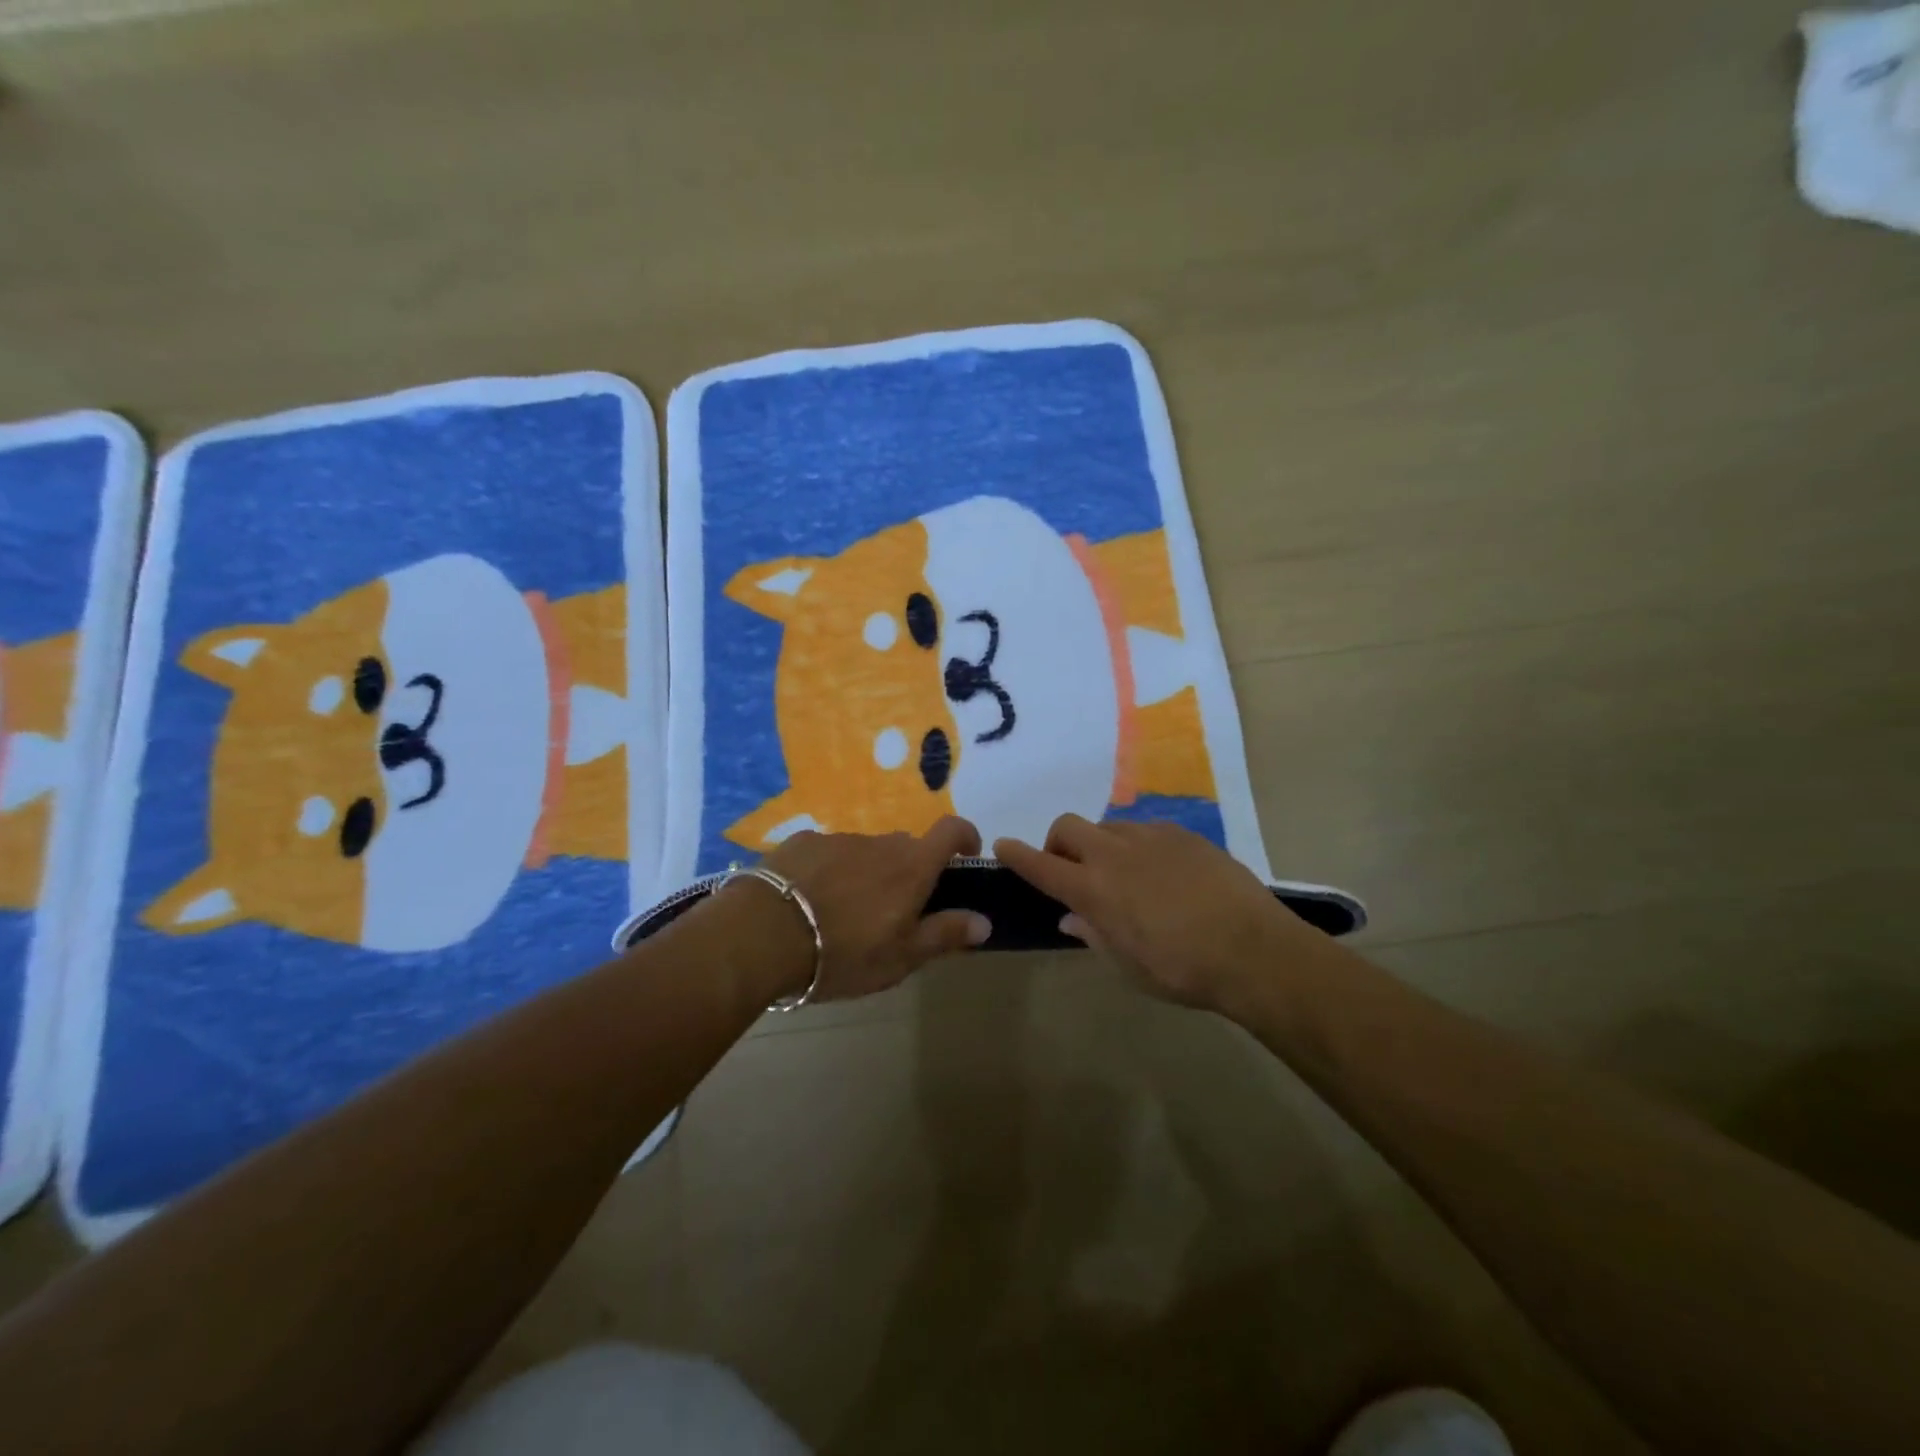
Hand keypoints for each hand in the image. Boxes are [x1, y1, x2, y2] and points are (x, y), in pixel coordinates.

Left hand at [754, 816, 991, 1000]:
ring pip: (866, 852)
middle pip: (906, 847)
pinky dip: (830, 871)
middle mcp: (880, 843)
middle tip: (894, 911)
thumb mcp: (901, 957)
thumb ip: (945, 934)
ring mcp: (838, 839)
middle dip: (909, 871)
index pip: (952, 831)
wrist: (762, 935)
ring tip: (844, 914)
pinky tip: (809, 902)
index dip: (965, 837)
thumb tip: (985, 921)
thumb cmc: (843, 951)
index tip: (964, 858)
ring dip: (867, 874)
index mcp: (911, 867)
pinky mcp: (801, 843)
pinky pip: (829, 853)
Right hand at [995, 814, 1327, 1012]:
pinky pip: (1145, 829)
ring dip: (1099, 845)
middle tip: (1071, 870)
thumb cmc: (1183, 970)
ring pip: (1107, 826)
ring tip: (1122, 874)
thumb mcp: (1128, 965)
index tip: (1002, 846)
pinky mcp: (1183, 833)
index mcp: (1094, 889)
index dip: (1016, 855)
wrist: (1255, 950)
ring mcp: (1151, 837)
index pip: (1041, 865)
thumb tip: (1070, 916)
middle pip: (1067, 826)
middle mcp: (1115, 853)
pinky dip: (1136, 845)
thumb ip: (1093, 934)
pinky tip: (1160, 871)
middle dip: (1057, 843)